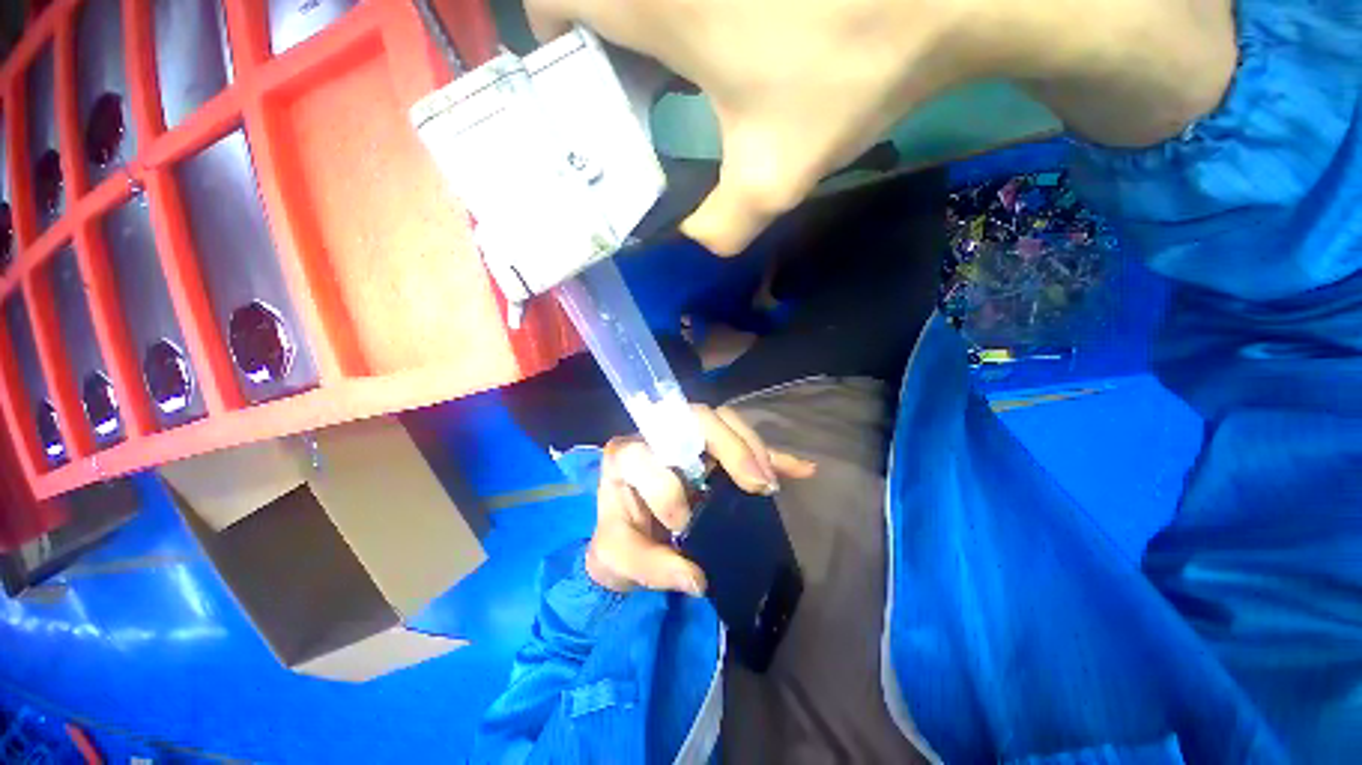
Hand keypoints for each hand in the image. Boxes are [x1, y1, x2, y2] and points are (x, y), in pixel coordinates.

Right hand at [528, 0, 989, 254]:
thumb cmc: (846, 75)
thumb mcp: (771, 178)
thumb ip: (719, 226)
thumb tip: (696, 241)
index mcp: (656, 2)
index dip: (555, 39)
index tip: (585, 79)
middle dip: (600, 36)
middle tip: (628, 86)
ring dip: (644, 24)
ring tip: (675, 73)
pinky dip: (688, 14)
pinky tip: (722, 39)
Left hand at [586, 405, 815, 594]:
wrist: (633, 534)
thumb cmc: (620, 541)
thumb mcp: (620, 559)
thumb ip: (650, 567)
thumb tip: (697, 578)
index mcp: (625, 456)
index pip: (645, 454)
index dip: (667, 488)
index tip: (685, 525)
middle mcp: (657, 435)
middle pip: (695, 418)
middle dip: (730, 446)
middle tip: (758, 483)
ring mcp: (689, 437)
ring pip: (723, 420)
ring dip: (753, 447)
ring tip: (770, 483)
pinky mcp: (713, 450)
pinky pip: (746, 443)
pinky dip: (774, 454)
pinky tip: (802, 469)